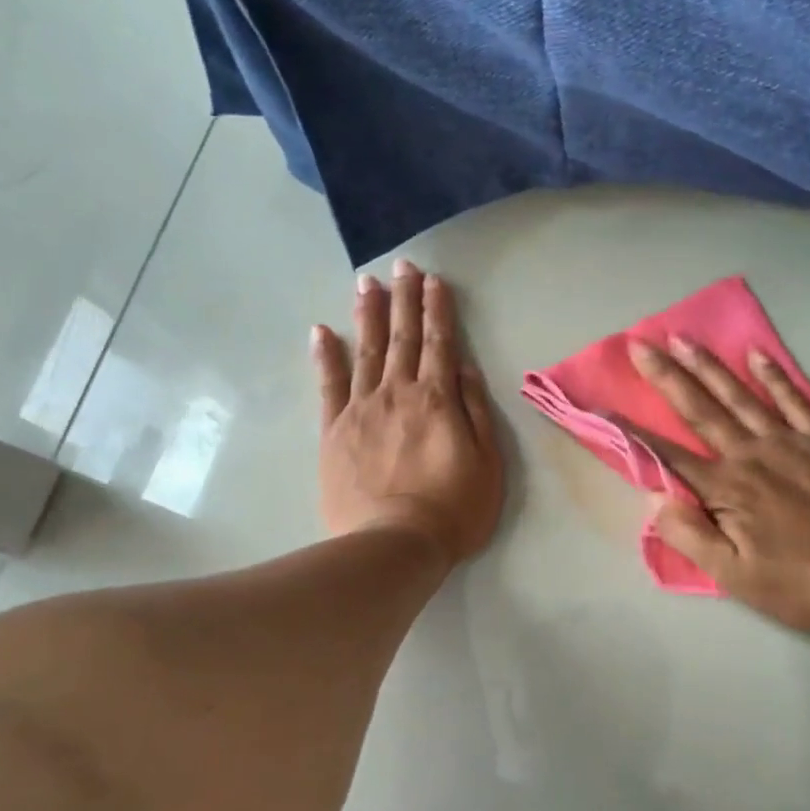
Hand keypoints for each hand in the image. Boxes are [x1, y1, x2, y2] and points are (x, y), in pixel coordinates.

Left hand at [314, 259, 503, 564]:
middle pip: (402, 337)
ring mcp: (361, 409)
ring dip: (368, 314)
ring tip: (367, 282)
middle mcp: (398, 393)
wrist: (394, 545)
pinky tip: (321, 330)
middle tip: (402, 265)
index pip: (439, 342)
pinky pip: (329, 384)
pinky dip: (325, 355)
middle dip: (403, 299)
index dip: (437, 309)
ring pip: (366, 350)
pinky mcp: (334, 431)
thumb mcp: (488, 462)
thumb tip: (465, 366)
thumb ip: (475, 410)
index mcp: (438, 399)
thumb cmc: (453, 509)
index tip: (434, 279)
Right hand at [626, 337, 809, 634]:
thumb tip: (655, 497)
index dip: (633, 433)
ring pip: (741, 396)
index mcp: (727, 489)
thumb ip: (689, 535)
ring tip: (683, 338)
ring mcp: (790, 442)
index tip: (604, 407)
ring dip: (709, 366)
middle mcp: (751, 454)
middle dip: (667, 376)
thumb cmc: (797, 584)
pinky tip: (757, 355)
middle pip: (701, 410)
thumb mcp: (733, 577)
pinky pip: (796, 400)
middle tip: (640, 344)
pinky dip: (775, 377)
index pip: (668, 455)